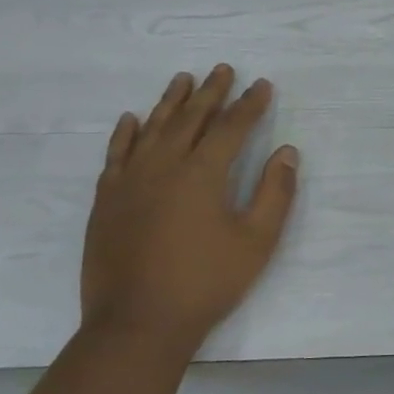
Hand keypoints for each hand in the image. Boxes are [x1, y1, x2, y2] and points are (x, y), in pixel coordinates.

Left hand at [80, 65, 298, 361]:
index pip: (231, 127)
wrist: (138, 324)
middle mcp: (164, 166)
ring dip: (170, 101)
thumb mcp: (257, 241)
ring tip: (183, 78)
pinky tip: (131, 119)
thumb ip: (275, 192)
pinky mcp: (106, 200)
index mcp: (203, 173)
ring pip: (152, 128)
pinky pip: (116, 154)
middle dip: (211, 92)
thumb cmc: (206, 282)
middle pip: (190, 118)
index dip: (250, 104)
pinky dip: (126, 133)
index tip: (262, 85)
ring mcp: (130, 181)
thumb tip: (287, 152)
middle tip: (223, 69)